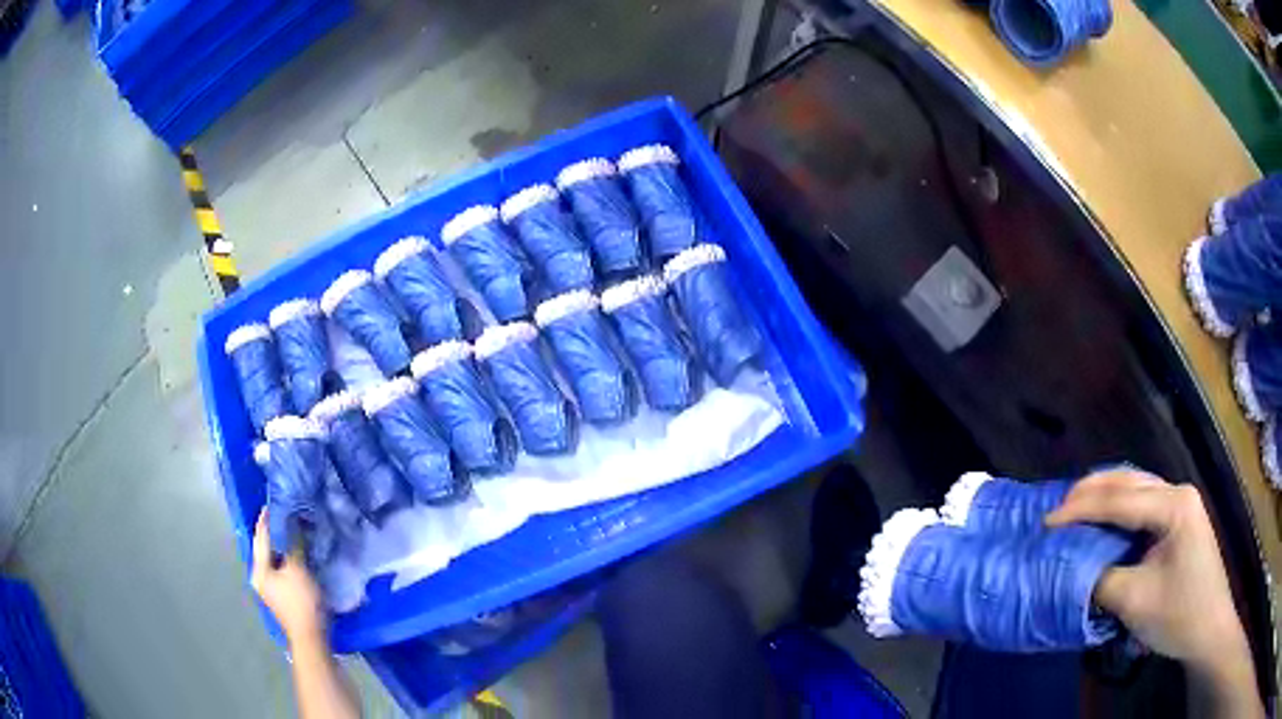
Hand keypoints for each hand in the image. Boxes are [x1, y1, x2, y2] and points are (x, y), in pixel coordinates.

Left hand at [251, 510, 325, 646]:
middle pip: (265, 549)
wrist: (311, 637)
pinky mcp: (282, 596)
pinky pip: (282, 570)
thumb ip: (293, 546)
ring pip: (274, 560)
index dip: (265, 520)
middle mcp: (260, 578)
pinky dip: (288, 559)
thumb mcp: (298, 570)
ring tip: (293, 531)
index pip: (260, 538)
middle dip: (274, 533)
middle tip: (284, 515)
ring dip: (282, 547)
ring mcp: (270, 589)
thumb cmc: (301, 602)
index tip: (271, 503)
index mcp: (258, 570)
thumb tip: (293, 525)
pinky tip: (298, 555)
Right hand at [1046, 470, 1261, 716]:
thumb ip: (1103, 579)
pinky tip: (1105, 521)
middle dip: (1091, 492)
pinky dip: (1118, 509)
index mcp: (1173, 505)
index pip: (1120, 500)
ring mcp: (1181, 506)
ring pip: (1136, 488)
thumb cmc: (1179, 614)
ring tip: (1074, 510)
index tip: (1046, 522)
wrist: (1209, 627)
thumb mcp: (1136, 601)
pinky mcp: (1179, 522)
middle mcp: (1178, 493)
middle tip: (1057, 509)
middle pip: (1129, 481)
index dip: (1081, 509)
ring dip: (1104, 497)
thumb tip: (1076, 568)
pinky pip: (1143, 504)